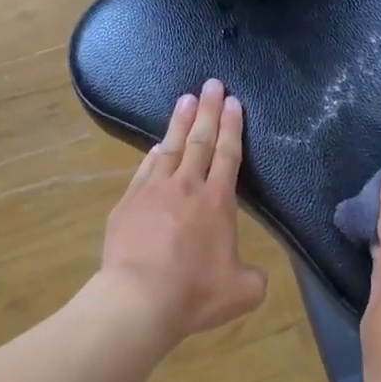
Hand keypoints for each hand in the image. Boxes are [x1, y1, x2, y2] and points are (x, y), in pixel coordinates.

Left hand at [98, 79, 268, 343]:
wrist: (139, 298)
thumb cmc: (195, 294)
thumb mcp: (243, 292)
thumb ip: (253, 277)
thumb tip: (253, 274)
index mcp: (218, 201)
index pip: (228, 154)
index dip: (232, 126)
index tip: (233, 102)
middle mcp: (186, 187)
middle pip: (199, 140)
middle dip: (208, 110)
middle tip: (211, 83)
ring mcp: (152, 192)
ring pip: (169, 147)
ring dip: (179, 122)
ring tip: (185, 99)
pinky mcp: (127, 204)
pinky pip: (144, 170)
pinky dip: (153, 154)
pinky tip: (156, 147)